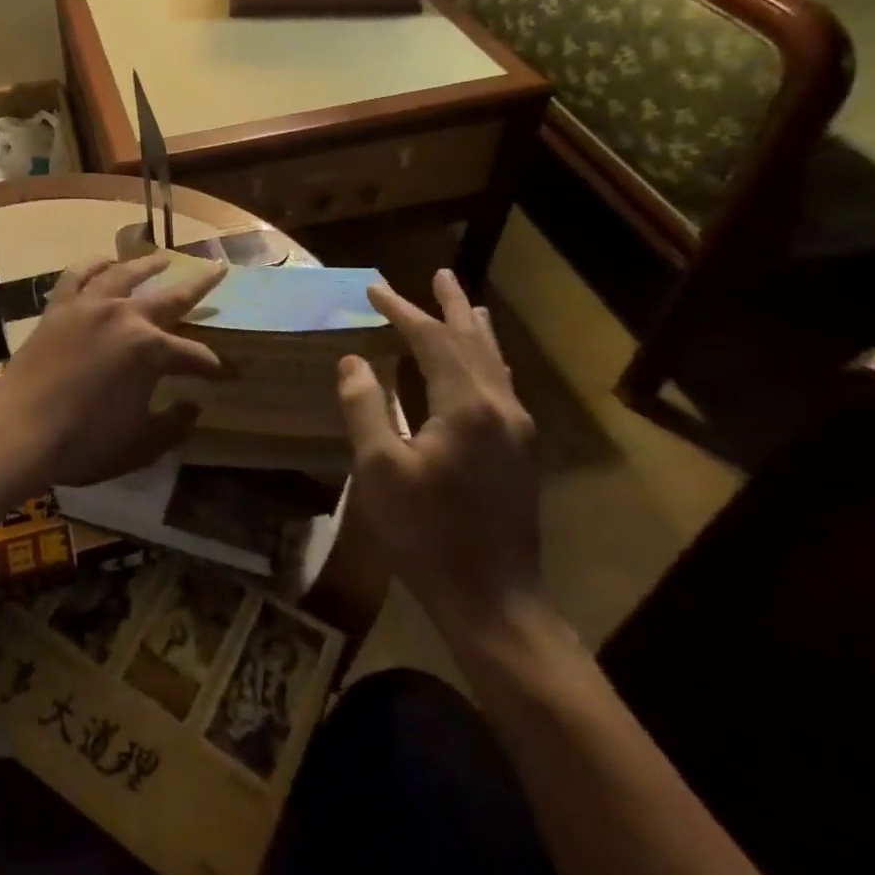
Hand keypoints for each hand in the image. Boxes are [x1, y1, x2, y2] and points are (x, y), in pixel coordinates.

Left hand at [0, 255, 227, 491]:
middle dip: (200, 285)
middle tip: (219, 268)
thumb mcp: (140, 445)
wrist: (18, 431)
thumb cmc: (83, 442)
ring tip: (163, 258)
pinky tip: (104, 261)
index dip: (211, 366)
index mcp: (150, 349)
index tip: (224, 374)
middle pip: (171, 297)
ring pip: (124, 275)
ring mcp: (88, 307)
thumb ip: (174, 425)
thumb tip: (193, 405)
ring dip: (147, 265)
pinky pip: (77, 276)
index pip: (192, 355)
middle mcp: (124, 316)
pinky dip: (93, 265)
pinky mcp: (58, 308)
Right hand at [336, 268, 542, 636]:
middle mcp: (499, 406)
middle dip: (451, 305)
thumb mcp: (379, 469)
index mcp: (465, 405)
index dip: (402, 310)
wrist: (495, 602)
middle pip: (473, 340)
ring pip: (494, 361)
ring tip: (467, 302)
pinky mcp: (521, 451)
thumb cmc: (427, 535)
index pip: (431, 339)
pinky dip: (486, 358)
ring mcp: (518, 430)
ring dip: (475, 328)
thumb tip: (354, 361)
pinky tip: (481, 364)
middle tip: (439, 272)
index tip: (374, 289)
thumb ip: (365, 407)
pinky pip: (502, 384)